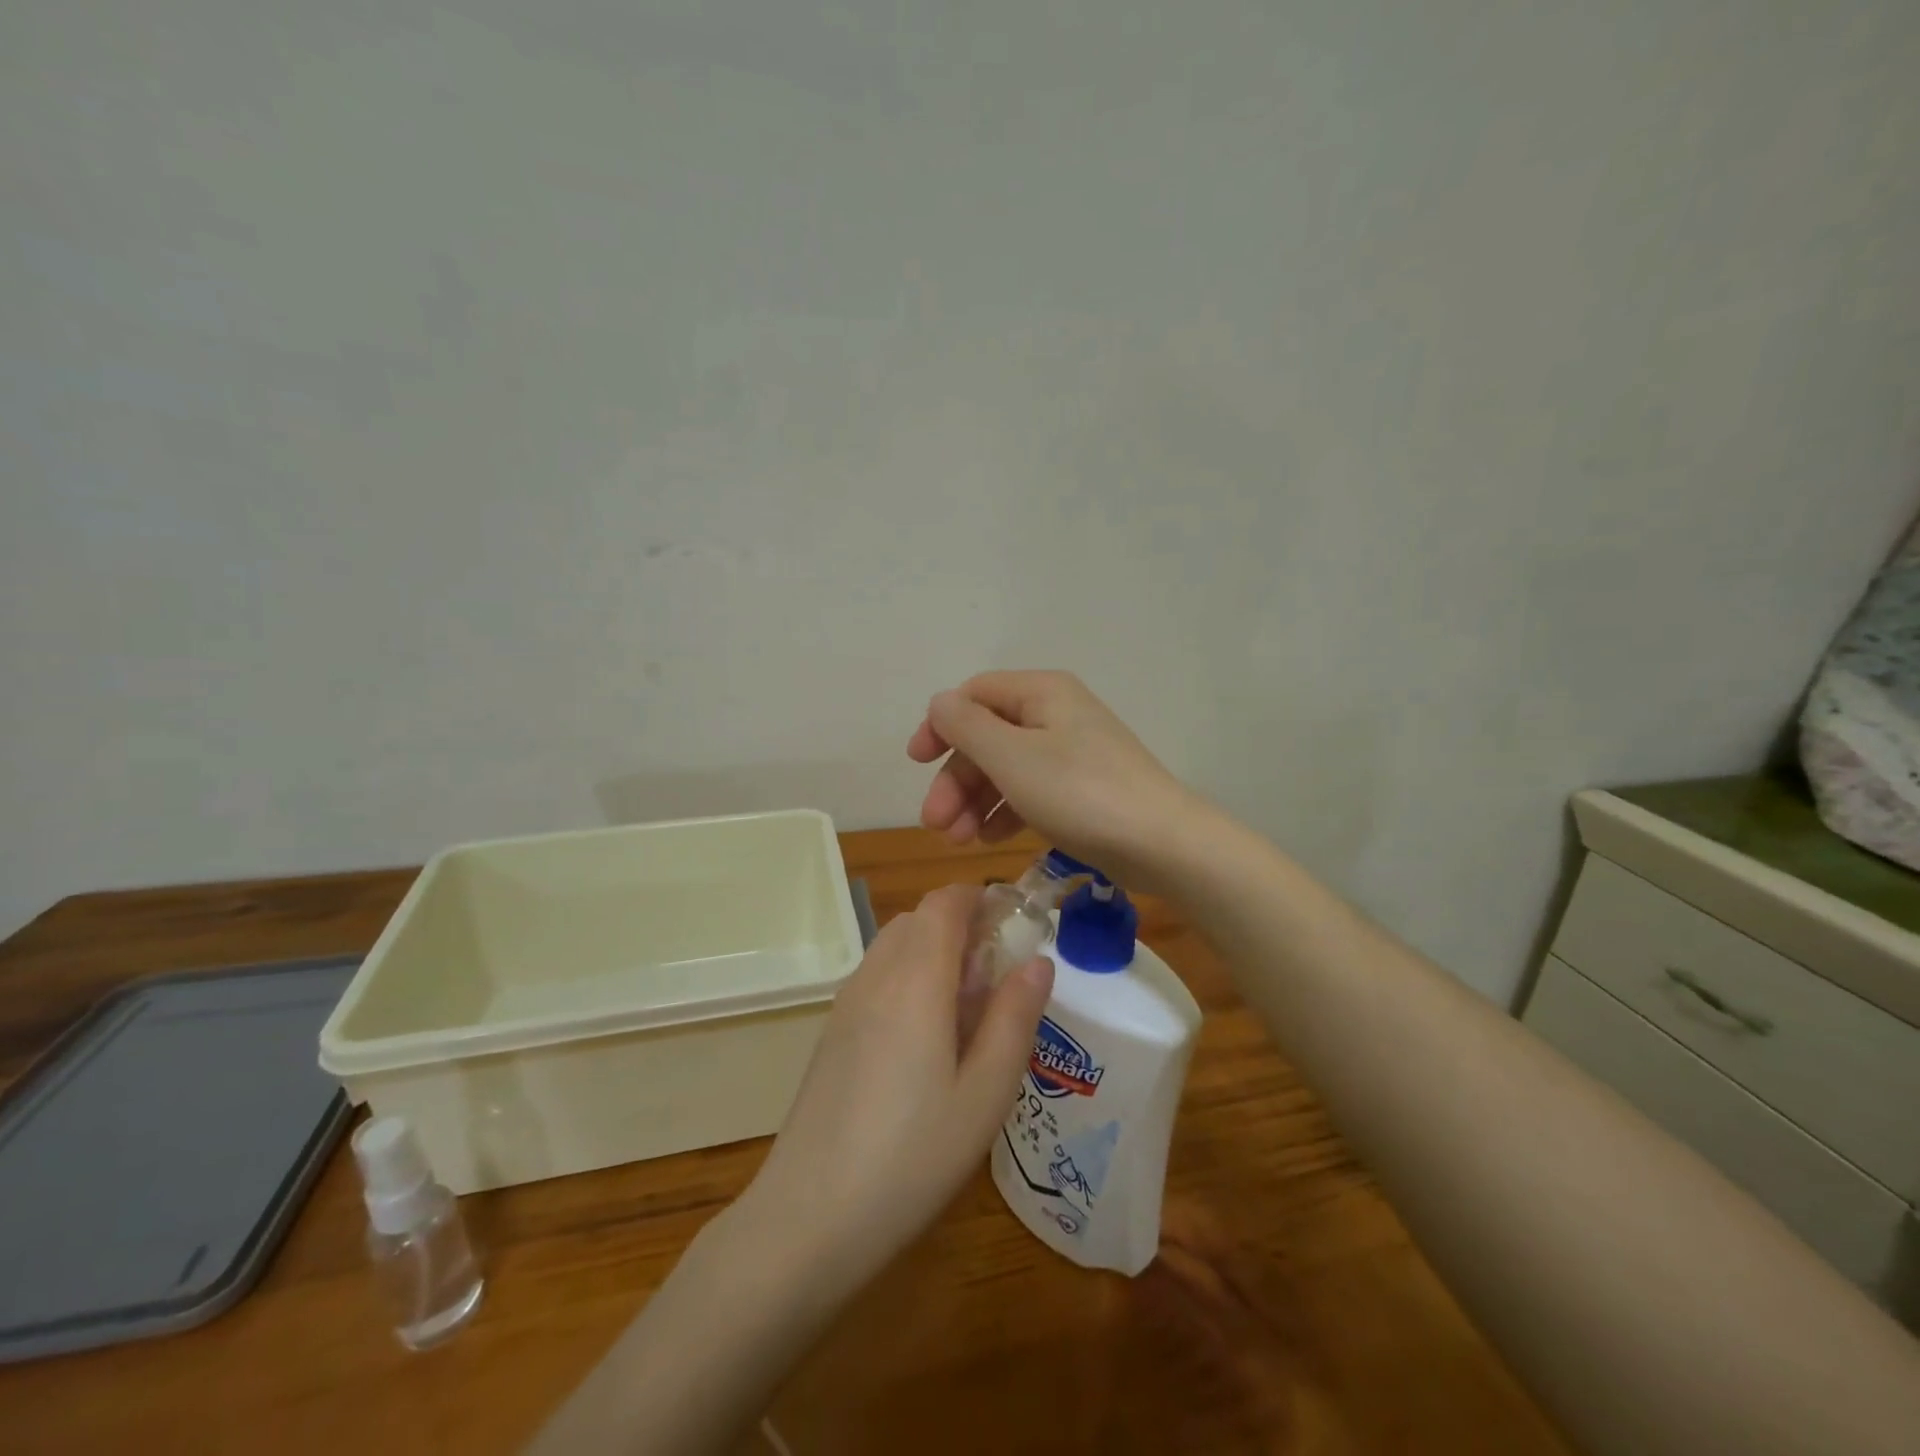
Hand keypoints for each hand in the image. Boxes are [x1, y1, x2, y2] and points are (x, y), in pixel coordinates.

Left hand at [737, 884, 1053, 1294]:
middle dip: (962, 926)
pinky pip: (877, 976)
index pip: (944, 903)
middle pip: (919, 918)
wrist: (808, 1216)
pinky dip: (908, 977)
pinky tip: (924, 1040)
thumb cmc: (913, 1156)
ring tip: (966, 1010)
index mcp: (916, 979)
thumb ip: (1014, 1018)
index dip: (980, 898)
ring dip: (933, 952)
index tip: (1014, 923)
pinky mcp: (832, 1031)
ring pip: (895, 945)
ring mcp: (847, 1002)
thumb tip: (1038, 960)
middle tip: (997, 976)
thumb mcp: (985, 1093)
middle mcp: (876, 975)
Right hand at [907, 670, 1203, 889]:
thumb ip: (966, 726)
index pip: (974, 695)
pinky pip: (1031, 790)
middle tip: (936, 825)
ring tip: (960, 841)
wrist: (1160, 843)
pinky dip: (1006, 811)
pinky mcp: (1082, 788)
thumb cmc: (1079, 792)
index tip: (916, 763)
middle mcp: (1056, 714)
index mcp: (1041, 693)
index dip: (940, 725)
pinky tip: (992, 840)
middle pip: (987, 737)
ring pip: (1006, 768)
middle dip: (956, 779)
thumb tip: (940, 703)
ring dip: (975, 801)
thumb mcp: (1011, 756)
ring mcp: (1072, 752)